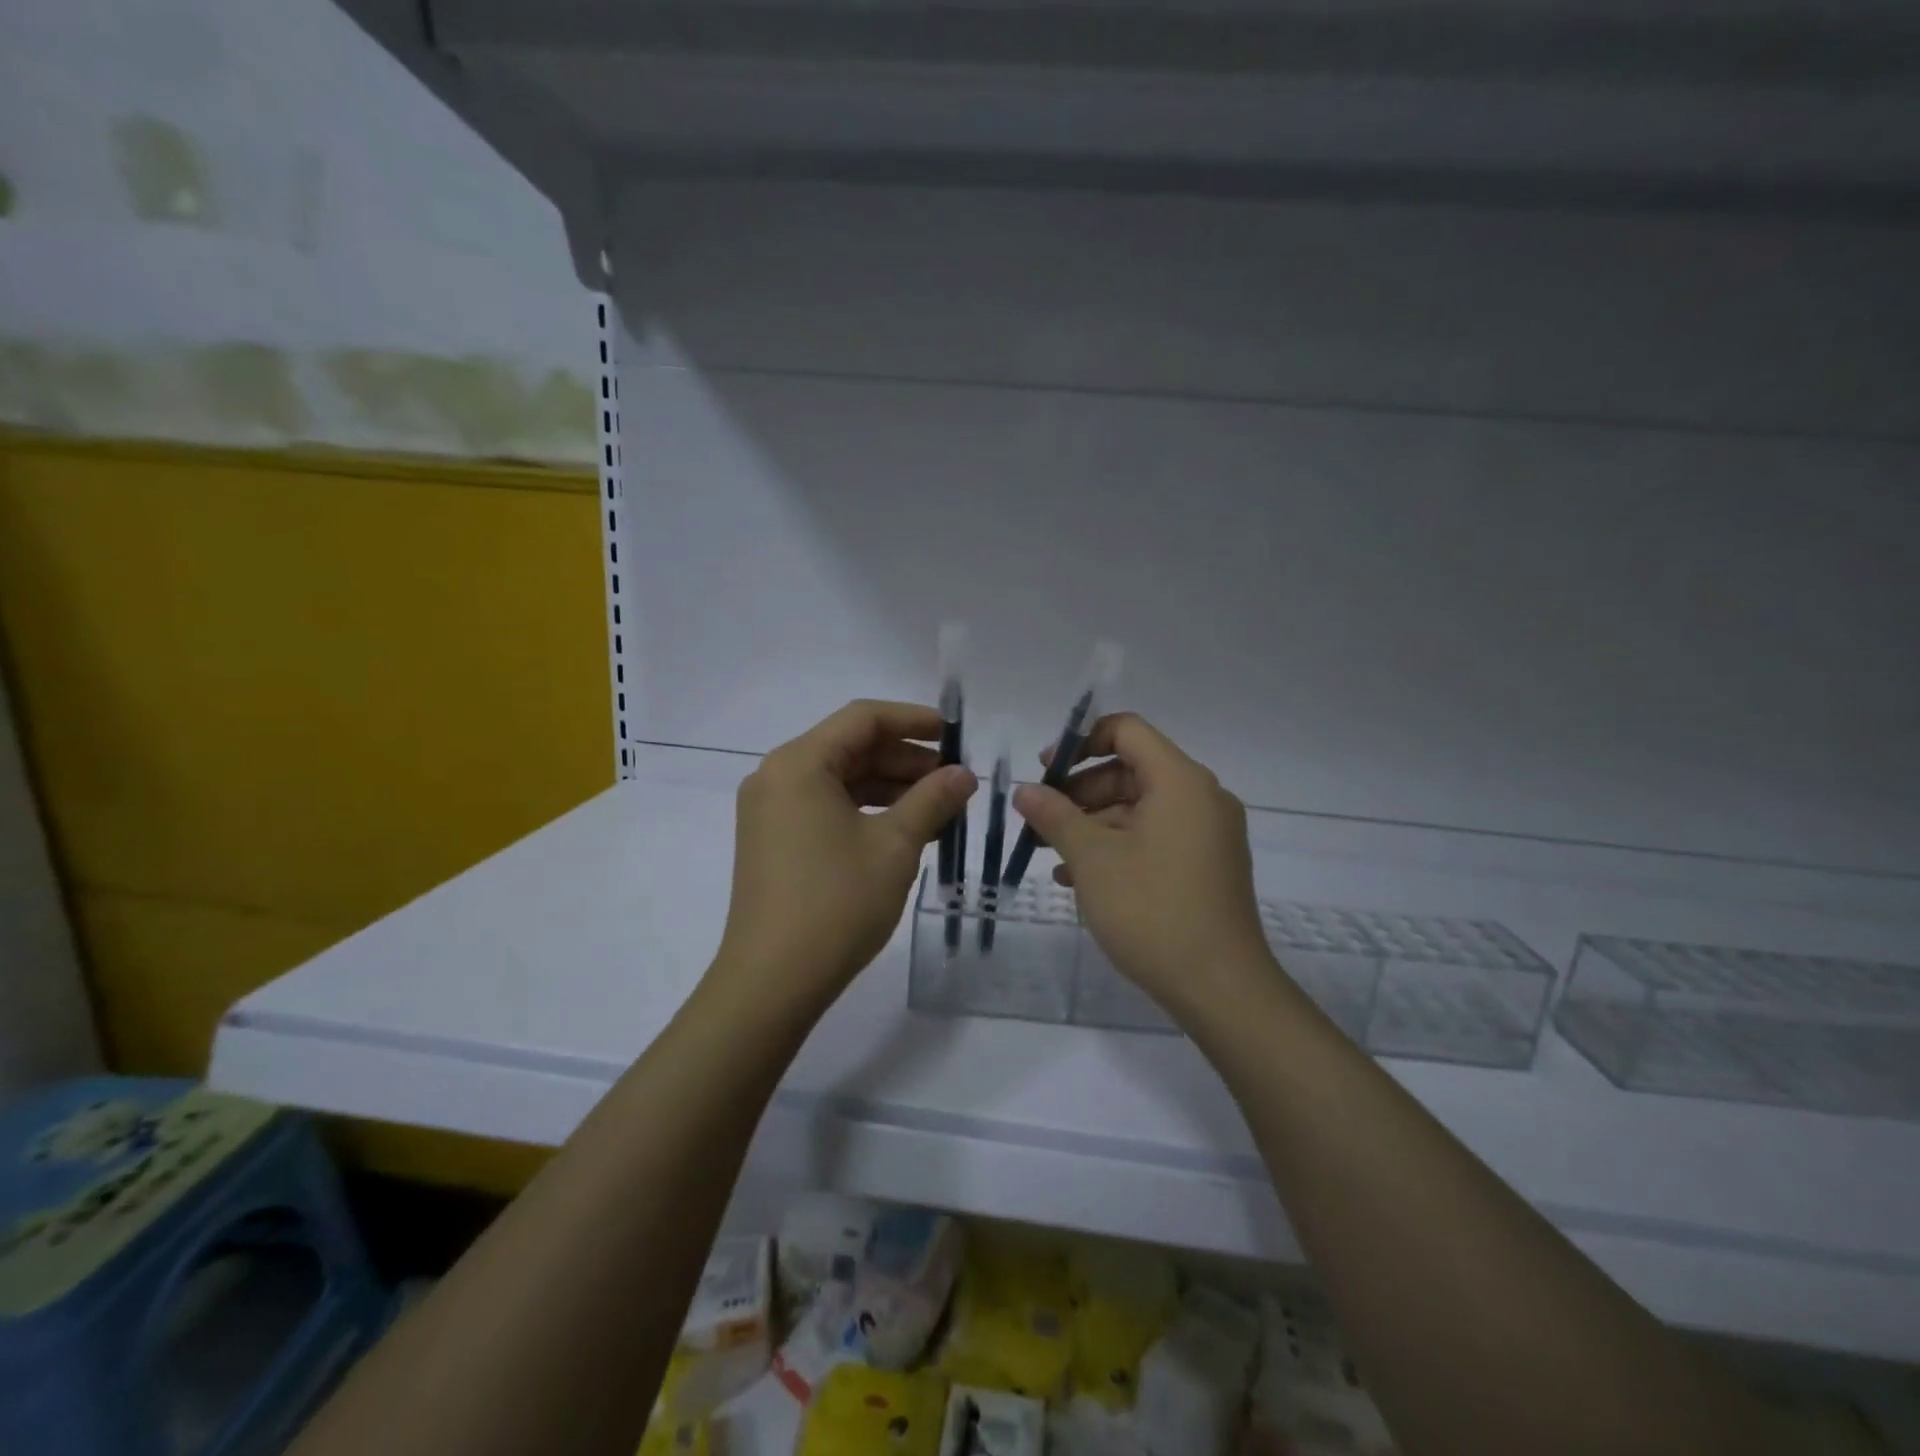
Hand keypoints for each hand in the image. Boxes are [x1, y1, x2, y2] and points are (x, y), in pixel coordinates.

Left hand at [713, 700, 976, 1011]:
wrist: (772, 981)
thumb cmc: (836, 903)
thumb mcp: (895, 846)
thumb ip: (932, 800)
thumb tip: (964, 775)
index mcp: (799, 763)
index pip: (863, 718)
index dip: (914, 720)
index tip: (955, 734)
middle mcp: (777, 776)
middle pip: (850, 747)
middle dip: (906, 759)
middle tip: (955, 779)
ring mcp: (771, 810)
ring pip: (840, 779)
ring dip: (890, 786)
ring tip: (939, 806)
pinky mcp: (774, 840)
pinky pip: (826, 806)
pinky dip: (866, 810)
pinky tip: (905, 828)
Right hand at [1013, 713, 1269, 1015]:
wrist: (1221, 988)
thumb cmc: (1152, 910)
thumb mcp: (1092, 858)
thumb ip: (1055, 815)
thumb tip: (1025, 790)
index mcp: (1180, 781)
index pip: (1127, 730)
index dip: (1081, 742)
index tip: (1046, 770)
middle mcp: (1202, 797)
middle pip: (1131, 770)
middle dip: (1080, 792)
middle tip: (1041, 820)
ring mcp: (1209, 834)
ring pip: (1141, 808)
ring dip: (1094, 825)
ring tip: (1054, 857)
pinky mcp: (1208, 866)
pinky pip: (1157, 837)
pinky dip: (1119, 847)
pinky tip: (1083, 879)